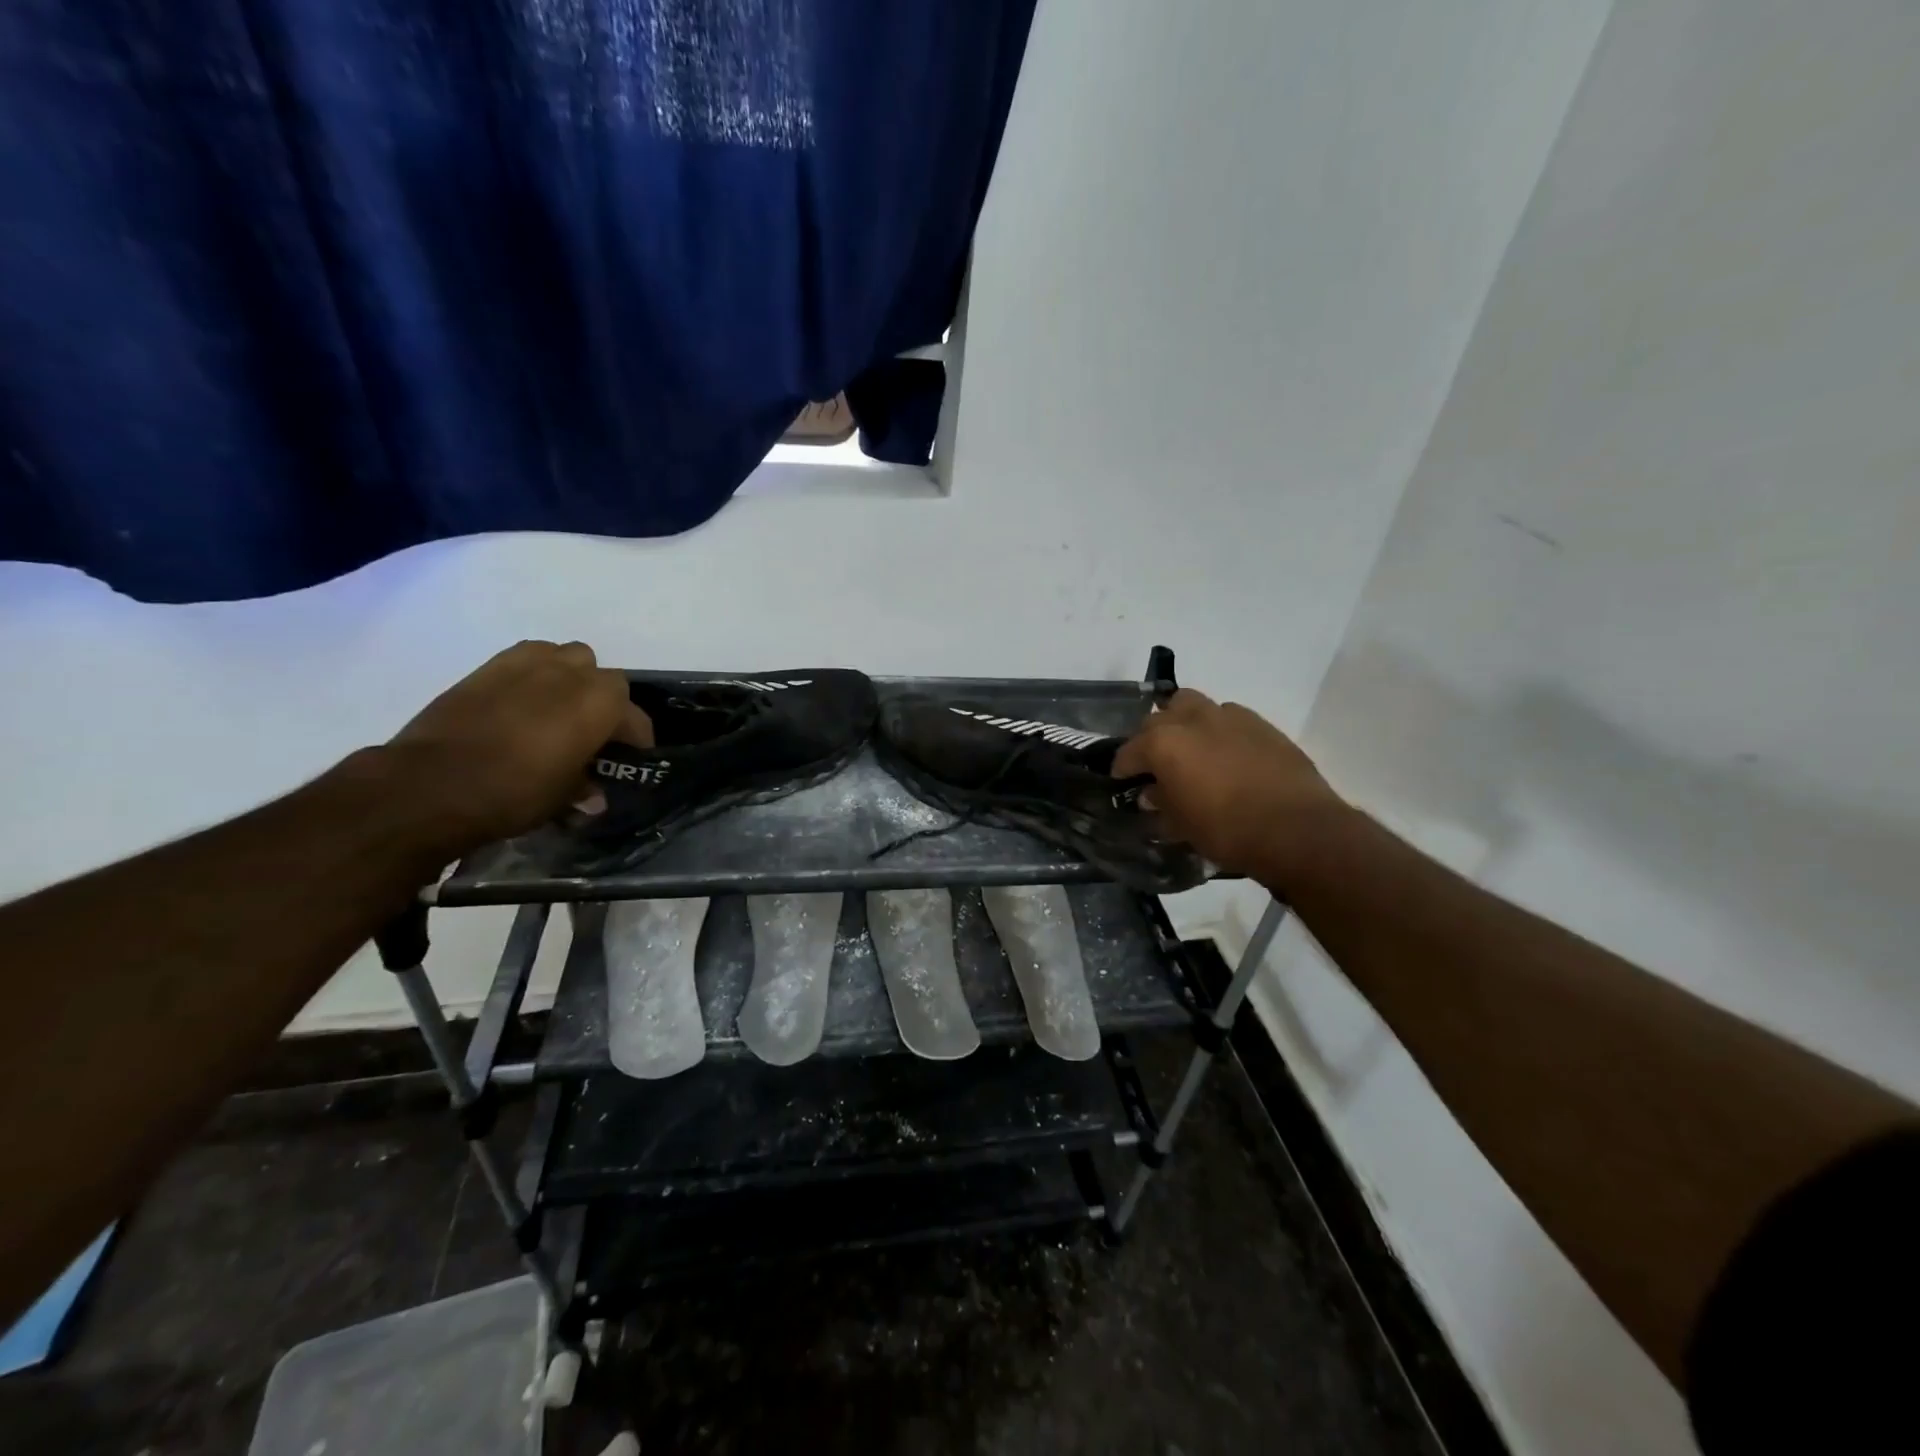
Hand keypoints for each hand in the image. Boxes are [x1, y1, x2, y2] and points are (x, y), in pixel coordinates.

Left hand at [386, 641, 654, 854]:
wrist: (429, 784)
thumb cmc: (513, 792)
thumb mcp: (561, 798)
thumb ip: (584, 788)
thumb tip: (594, 795)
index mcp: (600, 704)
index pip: (635, 717)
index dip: (637, 740)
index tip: (631, 759)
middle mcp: (572, 674)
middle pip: (604, 678)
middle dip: (606, 702)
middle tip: (594, 733)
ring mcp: (528, 665)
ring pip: (567, 657)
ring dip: (572, 678)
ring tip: (560, 709)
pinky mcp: (489, 667)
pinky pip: (528, 658)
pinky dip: (535, 673)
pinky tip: (524, 701)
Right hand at [1112, 689, 1345, 885]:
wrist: (1297, 830)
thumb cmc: (1227, 831)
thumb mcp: (1181, 824)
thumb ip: (1160, 802)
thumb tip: (1152, 792)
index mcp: (1164, 742)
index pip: (1128, 750)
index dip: (1122, 768)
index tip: (1122, 782)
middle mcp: (1192, 719)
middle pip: (1158, 718)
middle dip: (1150, 738)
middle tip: (1154, 765)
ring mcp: (1229, 716)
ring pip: (1193, 705)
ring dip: (1184, 722)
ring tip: (1189, 749)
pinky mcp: (1261, 724)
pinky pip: (1228, 717)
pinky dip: (1218, 730)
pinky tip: (1225, 754)